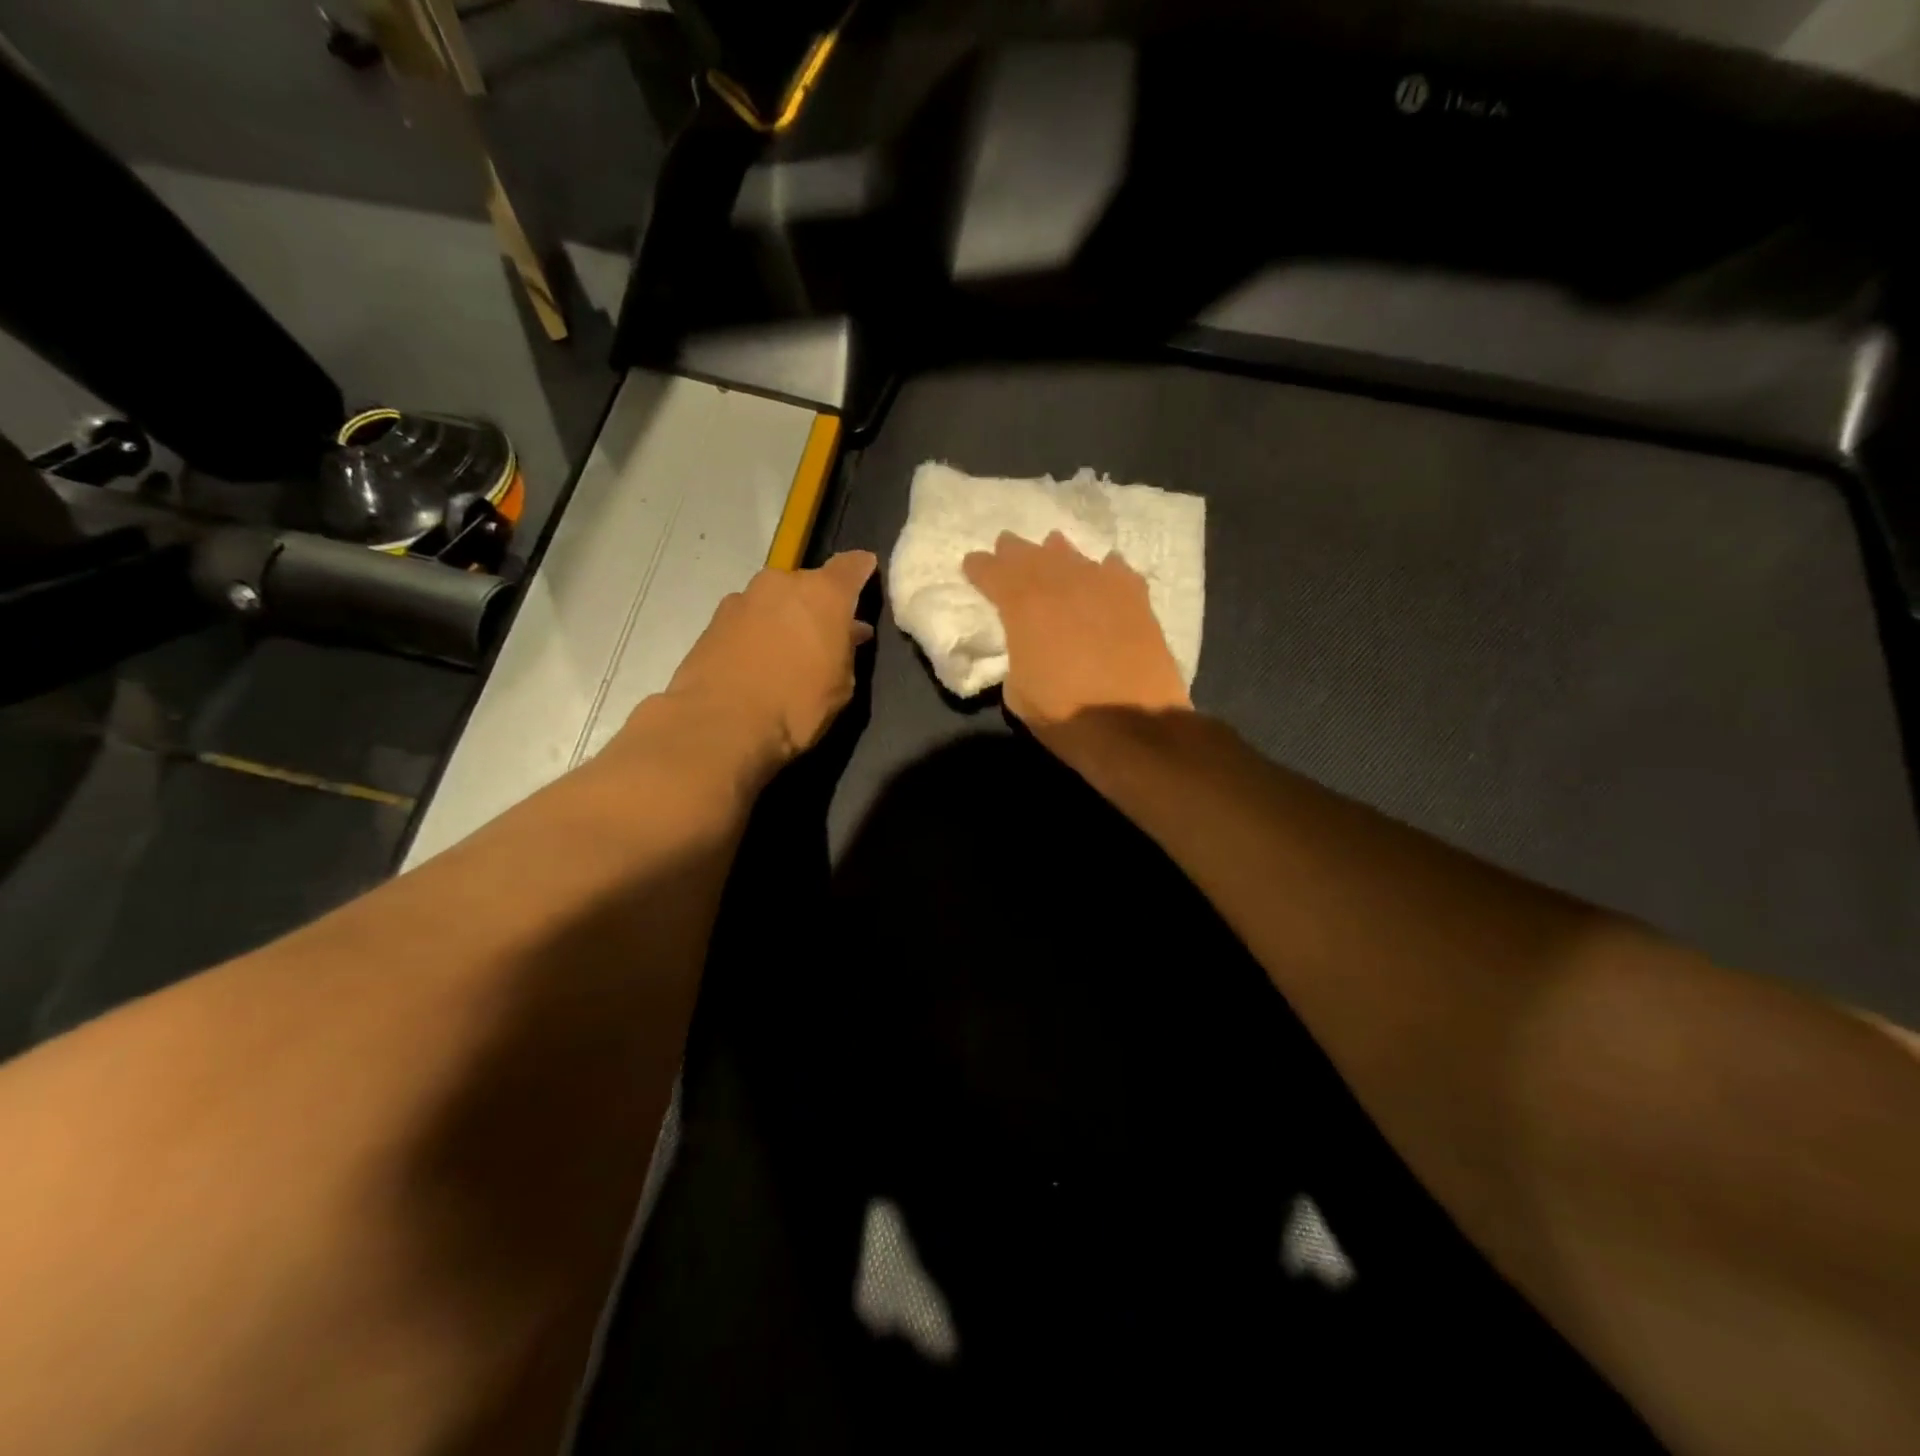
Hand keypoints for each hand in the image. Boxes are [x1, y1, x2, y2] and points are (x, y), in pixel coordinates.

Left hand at [659, 551, 875, 768]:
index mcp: (824, 594)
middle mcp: (782, 584)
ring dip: (784, 617)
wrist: (721, 724)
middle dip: (818, 604)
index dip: (862, 570)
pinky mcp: (713, 621)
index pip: (851, 565)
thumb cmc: (796, 705)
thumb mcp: (841, 685)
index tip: (867, 577)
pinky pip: (748, 619)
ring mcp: (743, 598)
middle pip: (808, 583)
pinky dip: (756, 632)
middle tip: (824, 634)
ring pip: (774, 600)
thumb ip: (846, 650)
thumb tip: (849, 632)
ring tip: (787, 651)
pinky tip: (757, 662)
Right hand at [962, 531, 1190, 728]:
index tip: (972, 564)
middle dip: (1015, 552)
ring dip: (1057, 553)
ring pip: (1073, 557)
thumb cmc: (1066, 714)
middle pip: (1032, 556)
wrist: (1134, 725)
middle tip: (1006, 546)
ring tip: (1051, 548)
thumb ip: (1017, 657)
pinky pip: (1115, 571)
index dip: (980, 567)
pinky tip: (1103, 570)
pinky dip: (1103, 569)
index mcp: (1024, 606)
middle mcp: (1062, 585)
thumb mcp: (1018, 692)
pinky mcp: (1137, 600)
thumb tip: (1028, 646)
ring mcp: (1103, 587)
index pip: (994, 573)